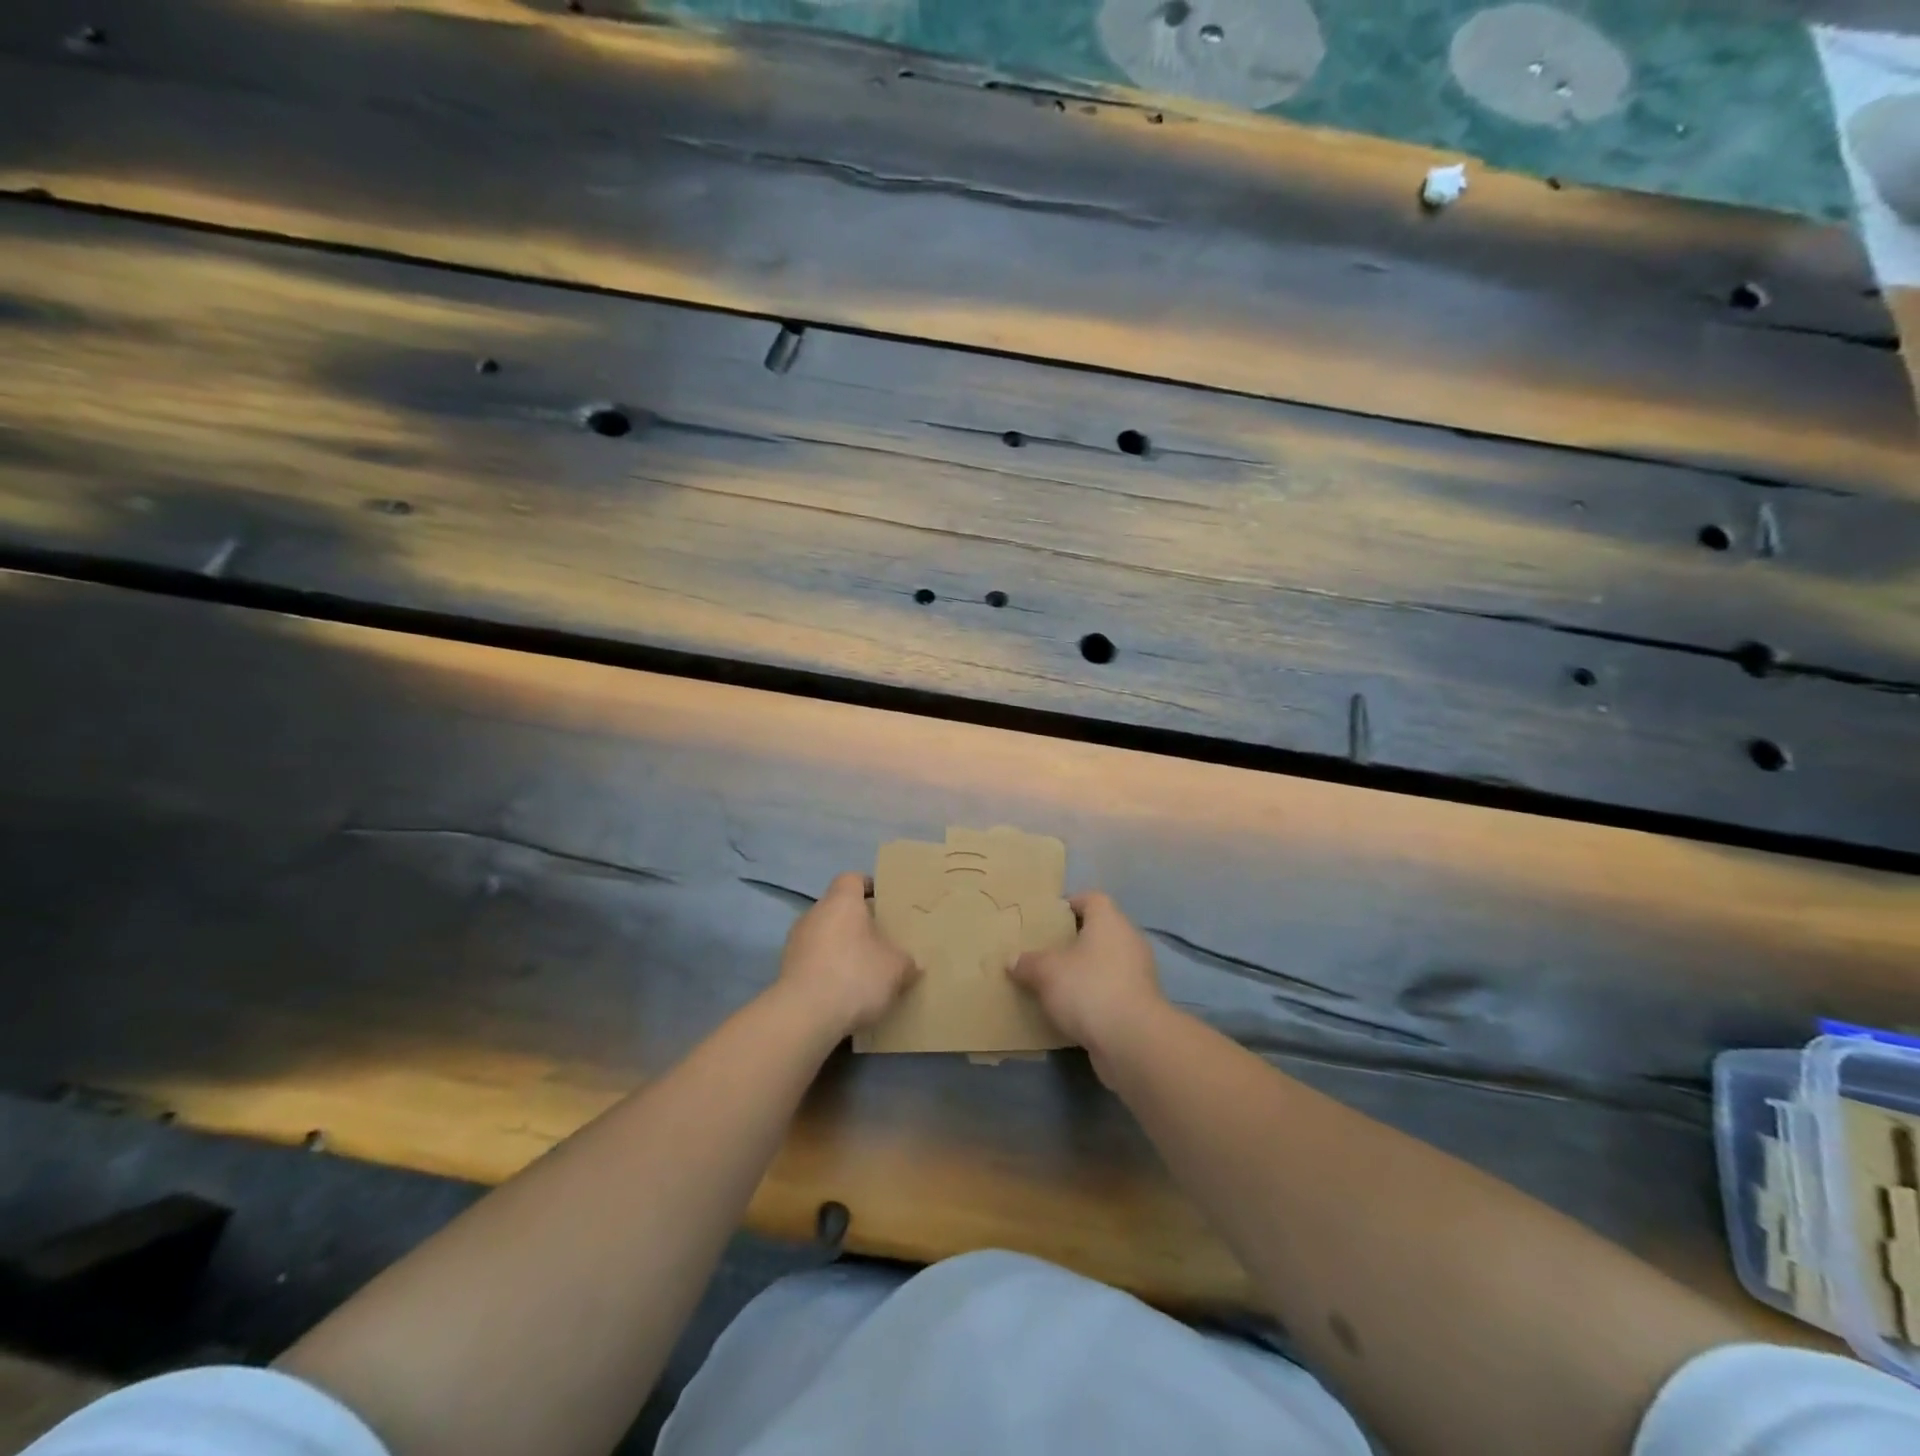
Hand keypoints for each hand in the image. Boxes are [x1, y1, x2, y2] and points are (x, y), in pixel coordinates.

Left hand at [779, 872, 917, 1035]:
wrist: (804, 1015)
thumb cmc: (855, 976)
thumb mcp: (896, 969)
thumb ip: (905, 961)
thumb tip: (910, 964)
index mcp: (842, 901)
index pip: (853, 879)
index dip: (869, 887)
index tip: (884, 904)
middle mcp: (814, 913)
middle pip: (838, 909)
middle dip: (857, 923)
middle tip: (880, 942)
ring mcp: (796, 941)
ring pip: (824, 935)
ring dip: (840, 948)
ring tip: (862, 971)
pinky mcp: (786, 969)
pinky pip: (813, 960)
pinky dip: (827, 970)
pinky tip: (843, 992)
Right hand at [1011, 891, 1165, 1073]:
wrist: (1132, 1041)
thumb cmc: (1088, 988)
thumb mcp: (1046, 972)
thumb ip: (1028, 963)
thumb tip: (1012, 960)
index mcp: (1109, 921)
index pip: (1092, 898)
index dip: (1071, 903)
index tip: (1049, 918)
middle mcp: (1129, 940)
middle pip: (1100, 930)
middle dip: (1075, 939)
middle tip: (1047, 950)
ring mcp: (1139, 973)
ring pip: (1107, 961)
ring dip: (1086, 969)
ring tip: (1056, 981)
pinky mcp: (1141, 1003)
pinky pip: (1113, 989)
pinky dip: (1095, 994)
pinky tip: (1073, 1009)